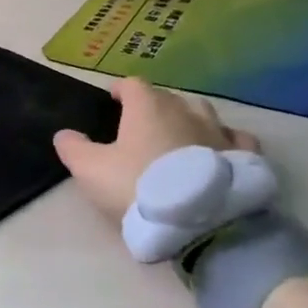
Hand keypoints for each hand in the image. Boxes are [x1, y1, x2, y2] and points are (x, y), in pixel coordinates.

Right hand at [52, 77, 259, 219]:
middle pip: (167, 97)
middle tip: (142, 127)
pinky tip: (219, 152)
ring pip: (201, 113)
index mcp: (148, 107)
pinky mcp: (243, 156)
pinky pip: (235, 138)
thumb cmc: (138, 187)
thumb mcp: (92, 171)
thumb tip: (64, 134)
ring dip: (188, 119)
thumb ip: (74, 149)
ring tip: (179, 138)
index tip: (113, 101)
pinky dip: (224, 141)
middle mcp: (185, 110)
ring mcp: (218, 131)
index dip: (121, 90)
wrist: (199, 223)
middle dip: (154, 106)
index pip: (133, 84)